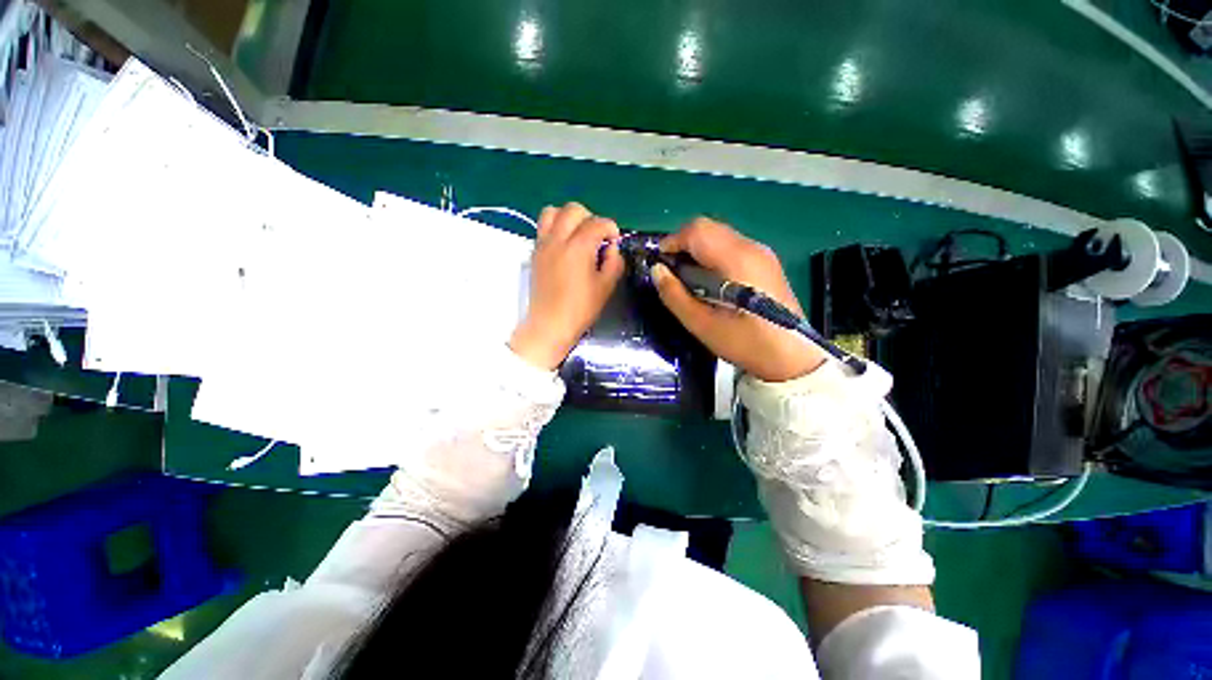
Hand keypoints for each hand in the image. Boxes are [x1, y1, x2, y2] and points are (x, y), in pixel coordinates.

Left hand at [510, 203, 624, 369]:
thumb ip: (614, 262)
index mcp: (579, 247)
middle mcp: (558, 239)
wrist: (550, 324)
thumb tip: (612, 247)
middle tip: (596, 237)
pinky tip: (564, 246)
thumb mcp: (606, 287)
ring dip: (568, 217)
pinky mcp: (535, 252)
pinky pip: (543, 227)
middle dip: (590, 218)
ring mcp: (543, 244)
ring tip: (577, 235)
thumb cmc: (581, 308)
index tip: (614, 241)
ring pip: (552, 212)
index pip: (598, 223)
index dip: (611, 228)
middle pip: (573, 209)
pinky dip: (555, 227)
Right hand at [652, 218, 825, 381]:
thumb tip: (657, 270)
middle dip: (683, 244)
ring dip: (698, 250)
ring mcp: (763, 253)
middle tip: (672, 273)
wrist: (793, 358)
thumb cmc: (745, 343)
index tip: (659, 264)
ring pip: (720, 235)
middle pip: (709, 228)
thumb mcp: (702, 324)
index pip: (697, 230)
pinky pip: (732, 246)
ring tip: (689, 279)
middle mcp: (752, 247)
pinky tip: (711, 282)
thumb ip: (675, 295)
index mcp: (737, 260)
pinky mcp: (767, 262)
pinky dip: (713, 256)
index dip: (672, 241)